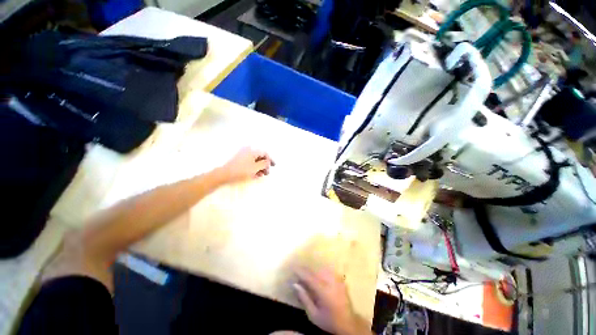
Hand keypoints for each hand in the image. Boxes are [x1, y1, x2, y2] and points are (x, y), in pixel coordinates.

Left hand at [218, 147, 274, 183]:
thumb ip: (264, 164)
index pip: (265, 153)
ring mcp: (242, 155)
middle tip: (266, 173)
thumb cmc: (241, 171)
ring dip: (259, 168)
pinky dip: (253, 168)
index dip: (270, 160)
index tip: (274, 166)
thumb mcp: (255, 168)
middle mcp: (247, 150)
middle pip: (260, 157)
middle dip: (264, 165)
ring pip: (254, 161)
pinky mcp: (238, 160)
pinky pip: (249, 163)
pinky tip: (254, 175)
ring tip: (260, 176)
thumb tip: (268, 162)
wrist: (223, 175)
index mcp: (252, 150)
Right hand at [294, 266, 369, 334]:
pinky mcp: (340, 279)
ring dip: (314, 271)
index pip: (309, 277)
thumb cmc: (329, 320)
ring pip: (322, 269)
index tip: (293, 267)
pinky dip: (322, 271)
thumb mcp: (313, 314)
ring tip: (308, 276)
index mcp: (323, 290)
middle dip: (306, 271)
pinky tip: (319, 276)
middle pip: (315, 271)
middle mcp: (331, 281)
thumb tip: (295, 284)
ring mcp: (337, 279)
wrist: (348, 323)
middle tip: (299, 274)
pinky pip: (328, 270)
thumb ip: (304, 298)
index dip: (301, 271)